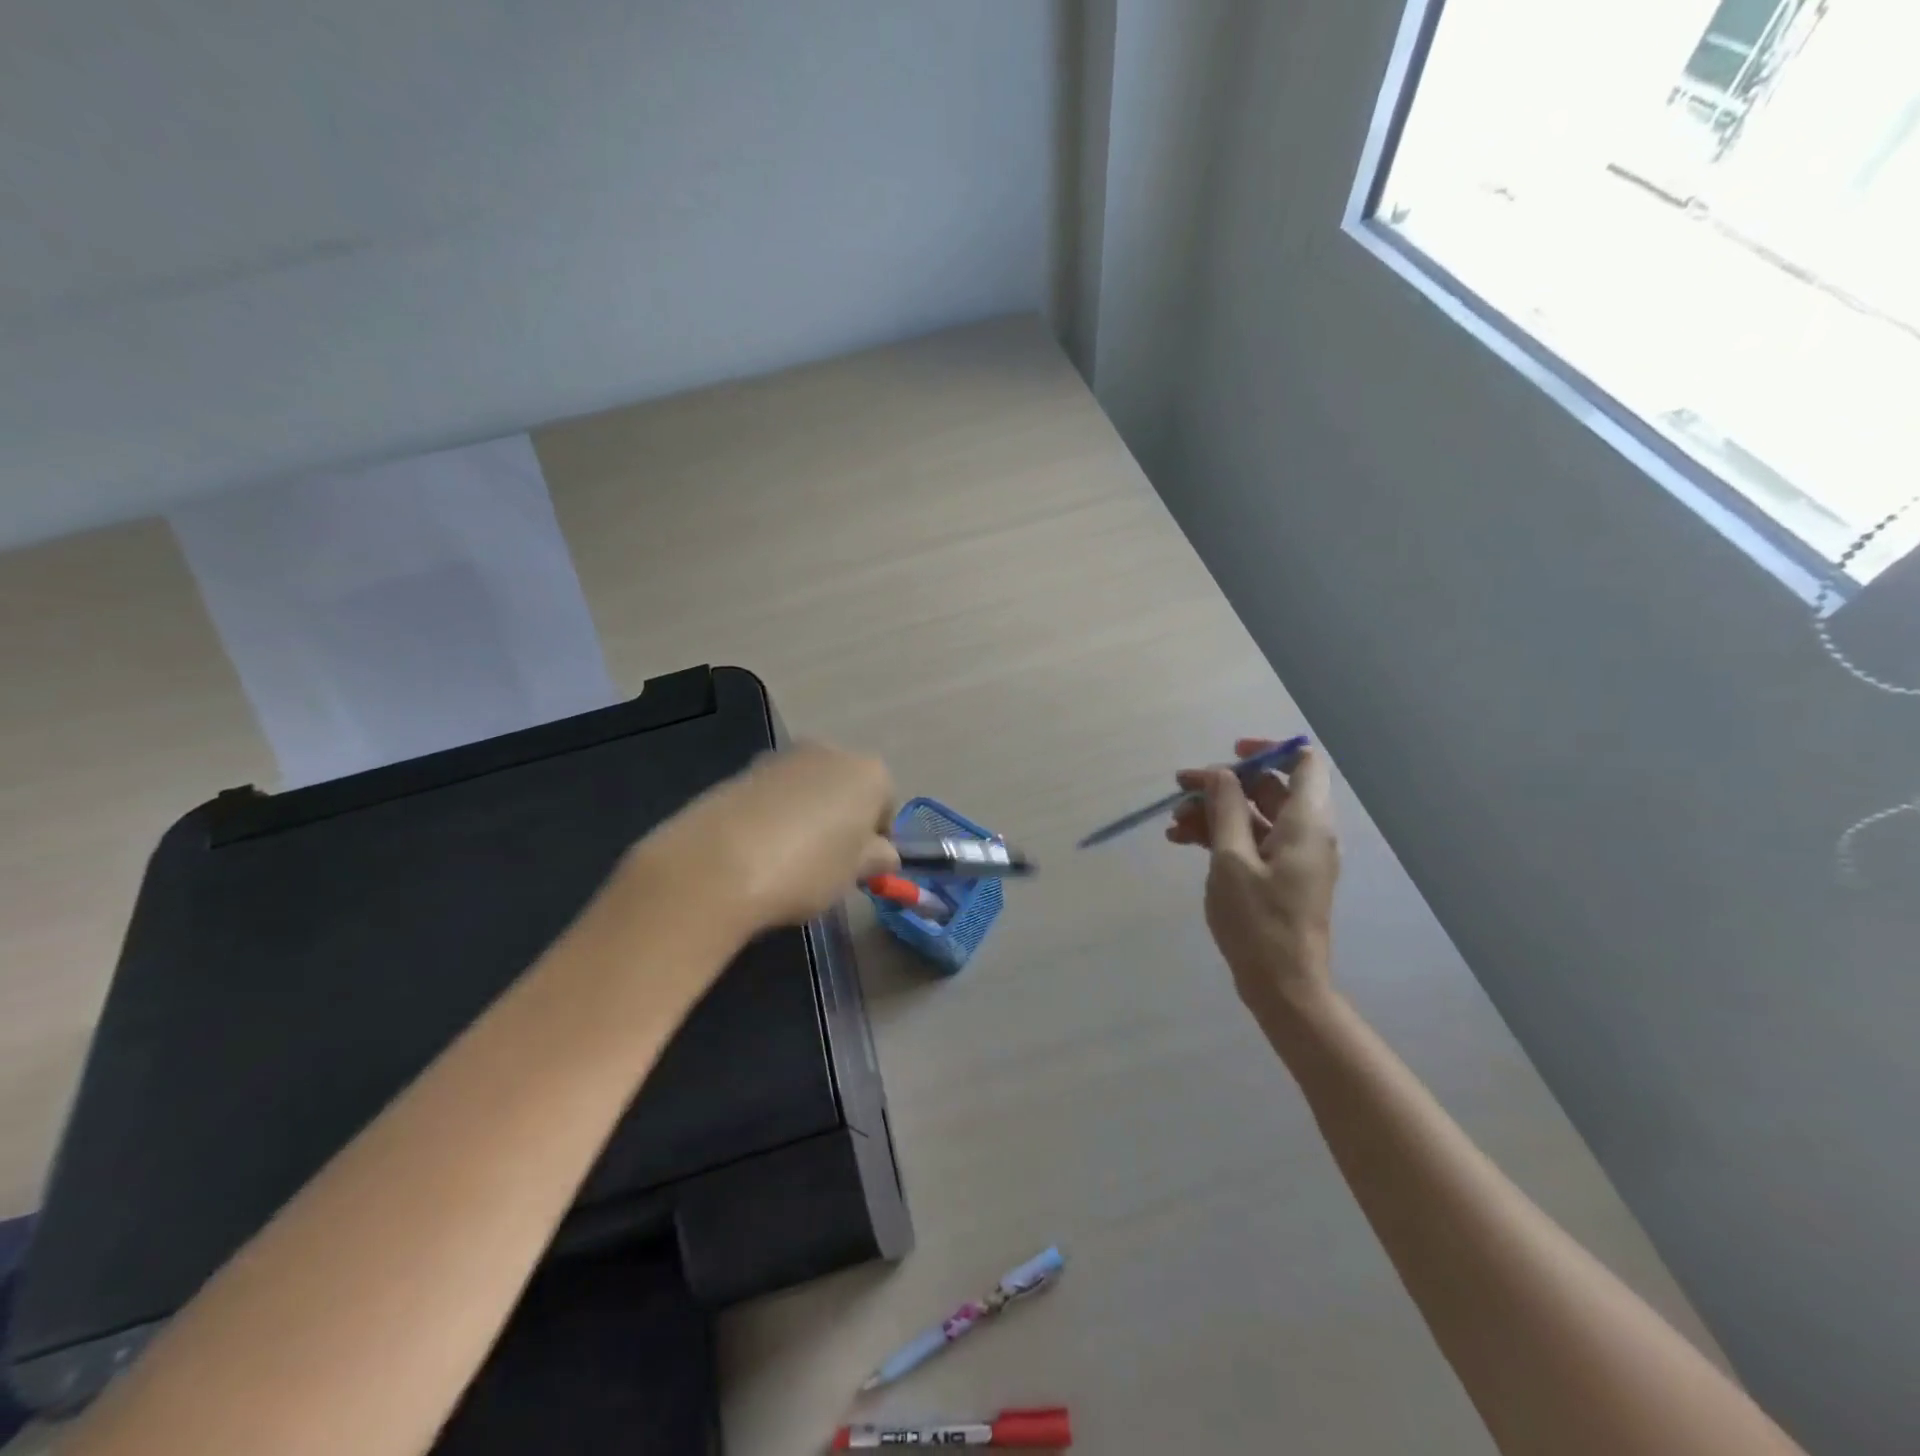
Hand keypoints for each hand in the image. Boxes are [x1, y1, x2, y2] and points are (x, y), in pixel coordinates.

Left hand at [633, 743, 898, 930]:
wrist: (717, 865)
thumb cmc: (807, 868)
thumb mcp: (854, 873)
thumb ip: (877, 858)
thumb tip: (882, 853)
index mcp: (868, 772)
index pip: (886, 803)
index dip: (876, 838)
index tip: (860, 868)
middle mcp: (829, 752)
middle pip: (846, 787)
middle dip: (841, 819)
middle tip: (828, 862)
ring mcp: (782, 758)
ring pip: (808, 789)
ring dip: (806, 815)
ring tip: (788, 860)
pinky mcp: (742, 771)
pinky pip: (773, 795)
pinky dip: (773, 816)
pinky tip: (758, 851)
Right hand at [1167, 740, 1339, 1027]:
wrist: (1282, 985)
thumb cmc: (1258, 921)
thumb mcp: (1232, 860)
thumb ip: (1226, 809)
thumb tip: (1220, 774)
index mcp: (1306, 823)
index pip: (1302, 762)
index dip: (1267, 751)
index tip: (1227, 756)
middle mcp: (1306, 833)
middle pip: (1268, 789)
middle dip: (1222, 785)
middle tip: (1179, 790)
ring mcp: (1292, 856)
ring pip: (1253, 816)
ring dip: (1214, 812)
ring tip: (1173, 824)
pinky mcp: (1278, 876)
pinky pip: (1250, 841)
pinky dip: (1219, 835)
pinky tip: (1182, 841)